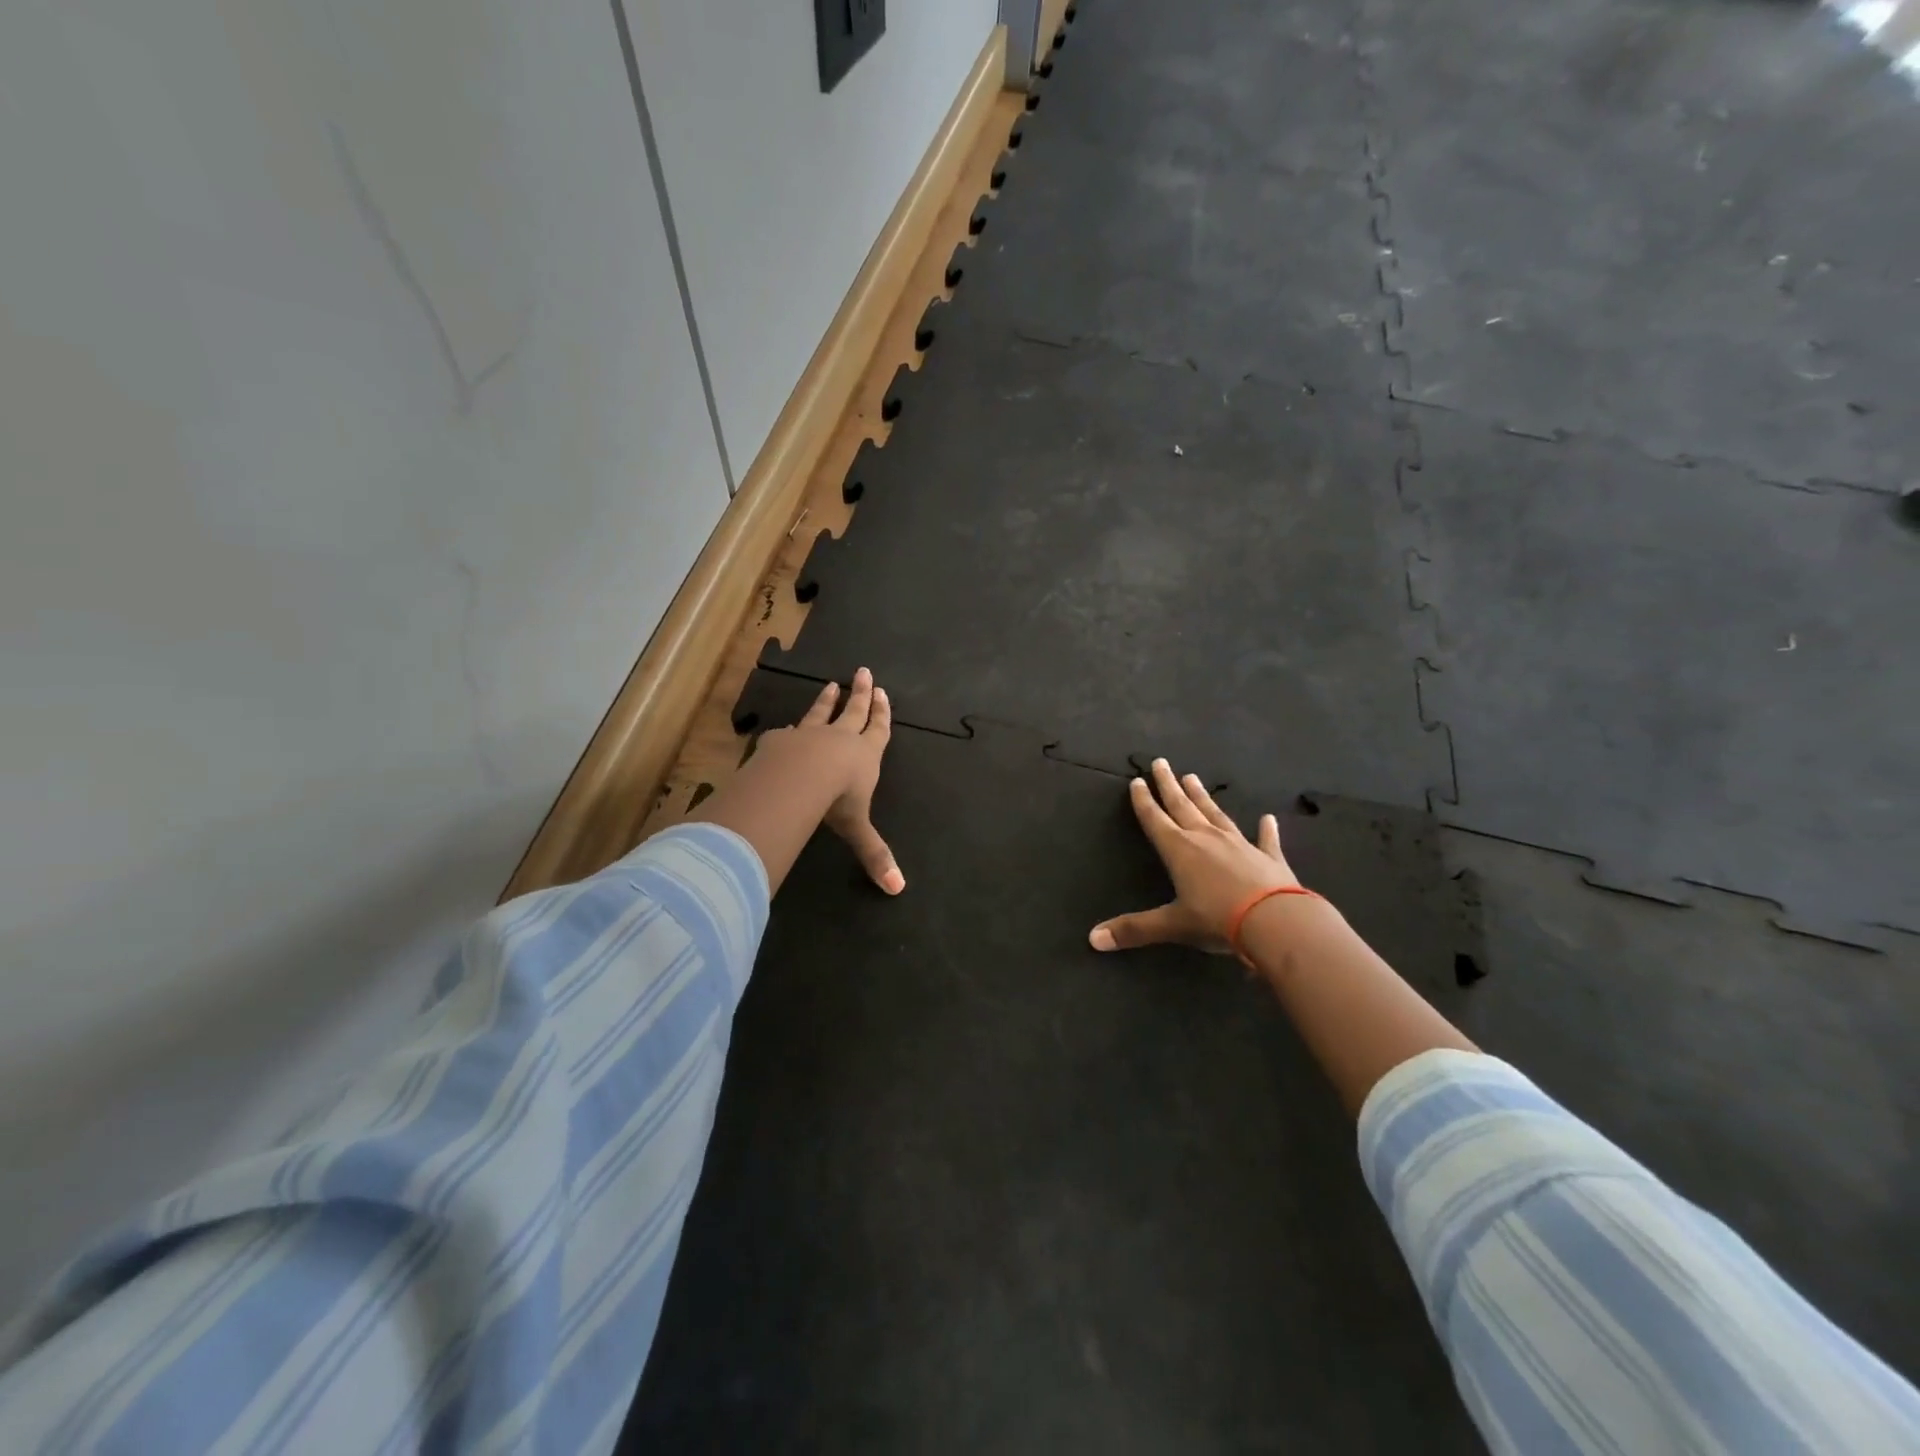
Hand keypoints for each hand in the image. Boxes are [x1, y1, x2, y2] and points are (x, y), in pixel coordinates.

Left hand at [756, 668, 902, 894]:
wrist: (797, 779)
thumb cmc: (836, 800)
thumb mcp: (858, 829)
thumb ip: (874, 855)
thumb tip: (897, 889)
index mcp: (864, 756)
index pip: (878, 730)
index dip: (882, 714)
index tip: (883, 693)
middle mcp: (840, 740)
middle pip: (854, 712)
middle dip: (861, 694)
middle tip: (864, 673)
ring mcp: (808, 736)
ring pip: (821, 714)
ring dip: (827, 700)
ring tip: (831, 684)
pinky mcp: (781, 740)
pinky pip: (789, 732)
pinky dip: (791, 729)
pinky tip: (787, 727)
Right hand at [1089, 758, 1297, 952]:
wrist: (1276, 921)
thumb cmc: (1218, 920)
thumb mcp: (1173, 926)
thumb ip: (1134, 929)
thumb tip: (1093, 939)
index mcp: (1180, 851)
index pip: (1155, 820)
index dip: (1144, 802)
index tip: (1137, 781)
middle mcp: (1206, 839)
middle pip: (1183, 806)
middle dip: (1169, 785)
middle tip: (1161, 762)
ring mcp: (1240, 844)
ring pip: (1216, 814)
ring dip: (1203, 797)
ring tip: (1193, 777)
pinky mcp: (1268, 857)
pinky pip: (1265, 839)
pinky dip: (1266, 829)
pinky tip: (1268, 818)